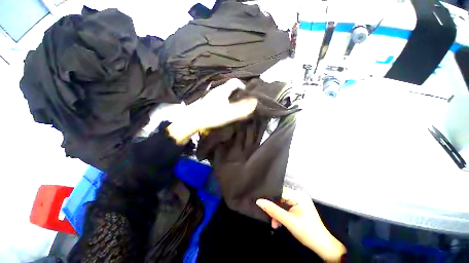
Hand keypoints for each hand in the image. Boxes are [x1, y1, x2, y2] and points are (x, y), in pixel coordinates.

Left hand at [167, 79, 257, 143]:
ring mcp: (212, 95)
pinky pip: (221, 97)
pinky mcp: (209, 101)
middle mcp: (217, 90)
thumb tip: (255, 102)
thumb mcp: (229, 113)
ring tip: (237, 106)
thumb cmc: (212, 115)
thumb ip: (242, 108)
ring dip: (233, 97)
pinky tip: (227, 109)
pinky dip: (227, 101)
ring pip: (225, 93)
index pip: (235, 82)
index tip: (248, 94)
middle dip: (239, 93)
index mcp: (223, 90)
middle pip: (230, 87)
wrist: (193, 120)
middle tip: (244, 101)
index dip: (243, 86)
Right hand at [256, 188, 345, 261]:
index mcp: (298, 195)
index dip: (270, 197)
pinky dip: (281, 215)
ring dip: (276, 213)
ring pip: (281, 203)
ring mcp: (299, 201)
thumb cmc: (307, 232)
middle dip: (273, 208)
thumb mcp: (288, 221)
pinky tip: (278, 223)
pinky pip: (285, 207)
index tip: (261, 202)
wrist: (322, 246)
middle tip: (267, 216)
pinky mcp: (298, 207)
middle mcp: (298, 195)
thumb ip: (273, 210)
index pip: (280, 192)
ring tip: (274, 224)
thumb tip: (258, 201)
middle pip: (280, 197)